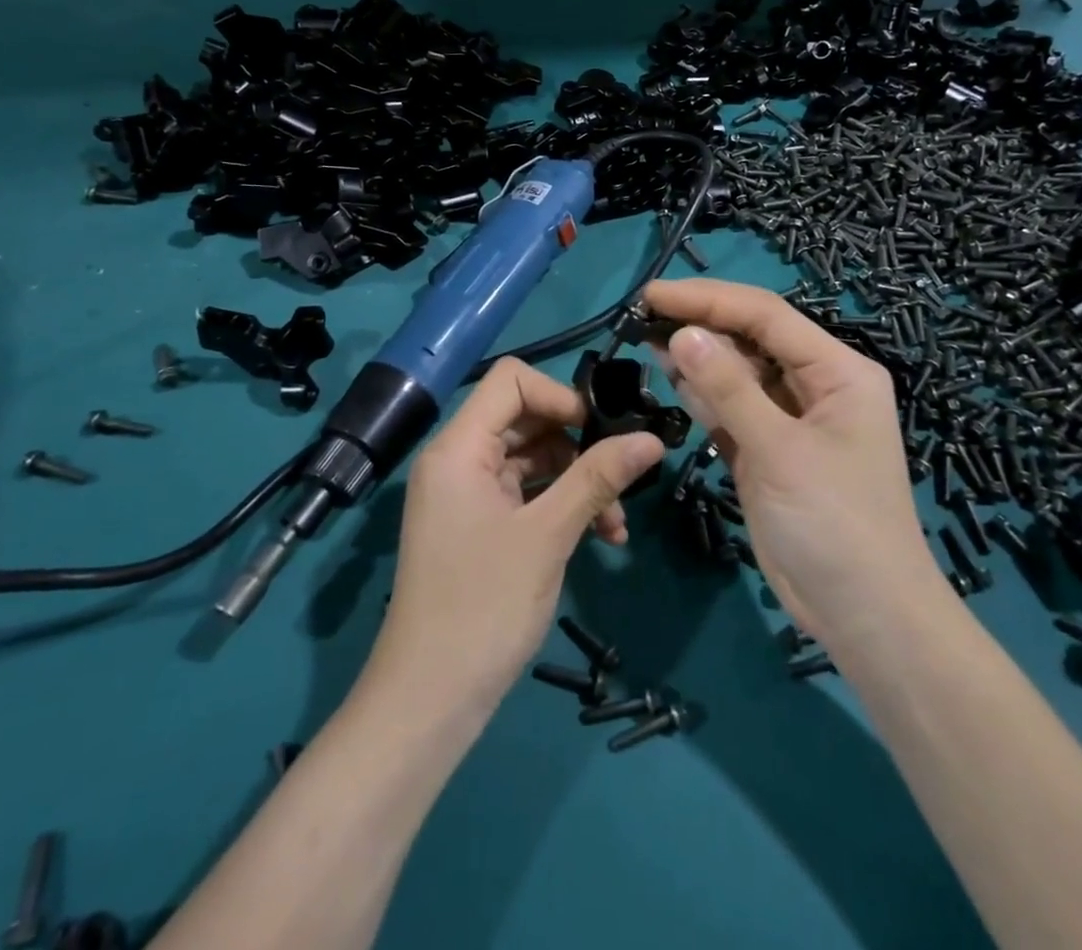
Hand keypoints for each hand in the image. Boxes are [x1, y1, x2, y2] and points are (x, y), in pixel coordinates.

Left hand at [364, 358, 663, 720]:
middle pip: (526, 419)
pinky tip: (602, 537)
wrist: (428, 701)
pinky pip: (526, 495)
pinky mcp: (478, 525)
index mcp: (459, 447)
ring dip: (578, 482)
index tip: (598, 432)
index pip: (511, 380)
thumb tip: (653, 439)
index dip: (559, 395)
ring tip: (616, 525)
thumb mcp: (547, 535)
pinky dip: (561, 507)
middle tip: (621, 478)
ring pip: (532, 460)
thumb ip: (597, 478)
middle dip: (578, 446)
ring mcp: (466, 494)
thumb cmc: (483, 606)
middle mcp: (457, 460)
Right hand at [645, 278, 937, 651]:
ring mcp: (792, 419)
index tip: (652, 295)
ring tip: (649, 342)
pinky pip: (733, 408)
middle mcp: (817, 385)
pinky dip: (704, 396)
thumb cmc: (834, 525)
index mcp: (838, 371)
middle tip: (643, 319)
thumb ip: (728, 388)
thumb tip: (681, 333)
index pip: (766, 316)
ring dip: (698, 358)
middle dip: (701, 325)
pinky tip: (672, 383)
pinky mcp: (770, 450)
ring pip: (739, 372)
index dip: (708, 299)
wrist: (865, 617)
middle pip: (752, 338)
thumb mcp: (779, 450)